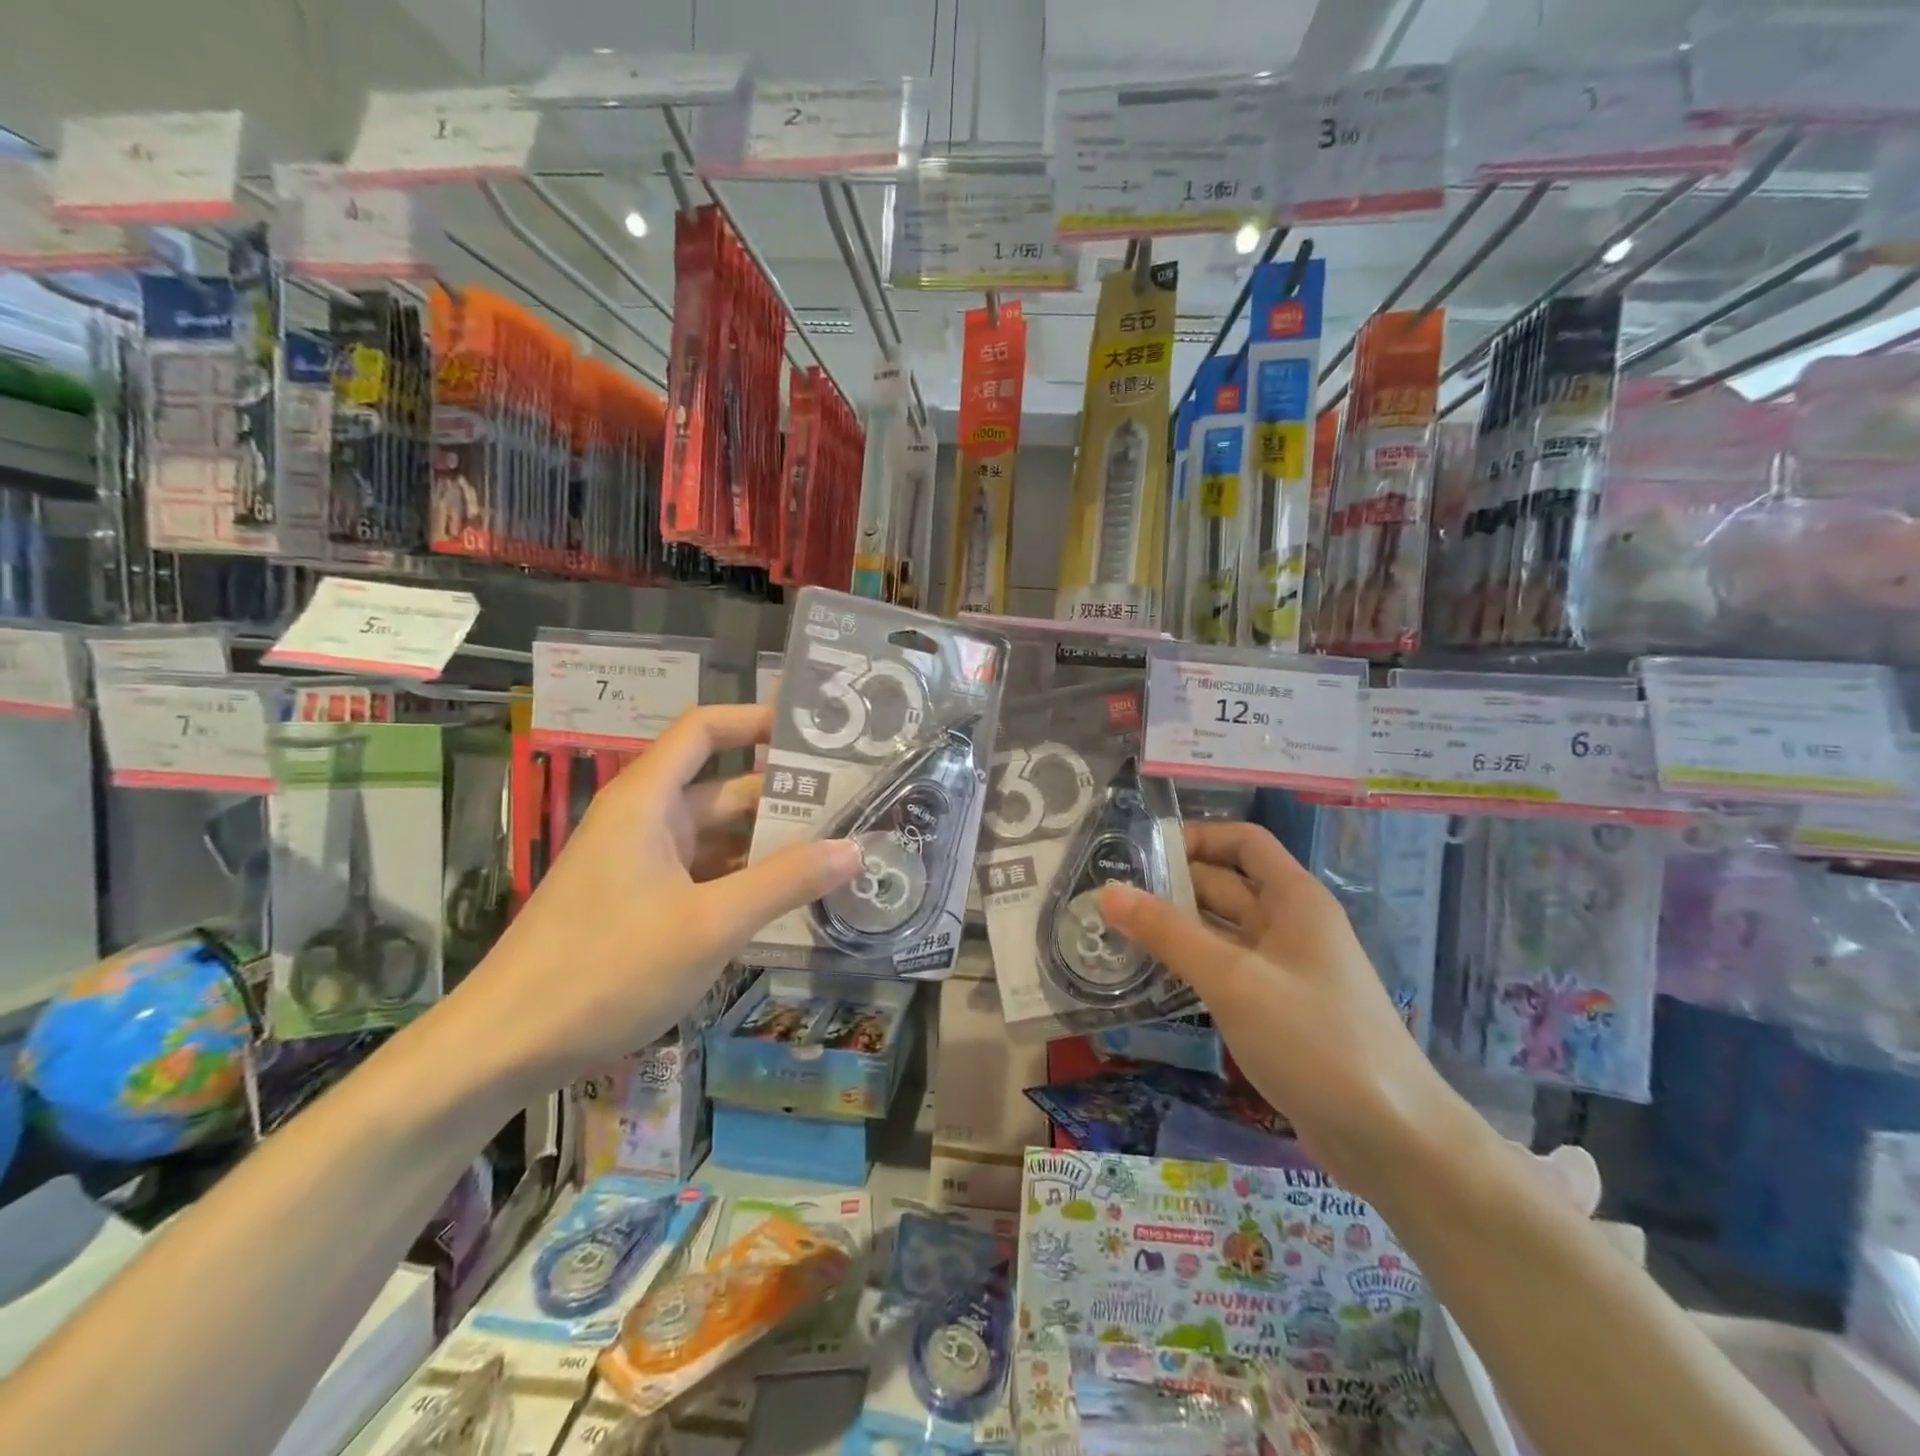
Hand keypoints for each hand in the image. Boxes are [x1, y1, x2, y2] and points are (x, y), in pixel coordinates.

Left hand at [463, 705, 860, 1086]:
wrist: (504, 1048)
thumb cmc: (606, 970)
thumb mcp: (709, 924)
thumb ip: (784, 882)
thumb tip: (853, 849)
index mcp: (648, 801)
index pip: (705, 730)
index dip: (756, 719)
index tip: (815, 733)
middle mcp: (645, 821)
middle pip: (724, 789)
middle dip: (785, 798)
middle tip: (854, 809)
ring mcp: (642, 865)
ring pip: (718, 839)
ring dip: (770, 846)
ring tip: (837, 854)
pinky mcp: (641, 905)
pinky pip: (704, 876)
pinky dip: (744, 881)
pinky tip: (789, 901)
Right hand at [1100, 821, 1461, 1201]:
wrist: (1392, 1139)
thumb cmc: (1314, 1040)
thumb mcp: (1233, 980)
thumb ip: (1169, 934)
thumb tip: (1109, 893)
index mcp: (1294, 899)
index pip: (1244, 842)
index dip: (1198, 838)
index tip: (1143, 855)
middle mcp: (1291, 924)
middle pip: (1227, 885)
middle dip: (1173, 887)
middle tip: (1110, 900)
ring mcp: (1286, 969)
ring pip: (1223, 930)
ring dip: (1177, 929)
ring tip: (1117, 934)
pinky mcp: (1279, 1009)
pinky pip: (1228, 969)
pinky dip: (1193, 966)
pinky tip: (1153, 977)